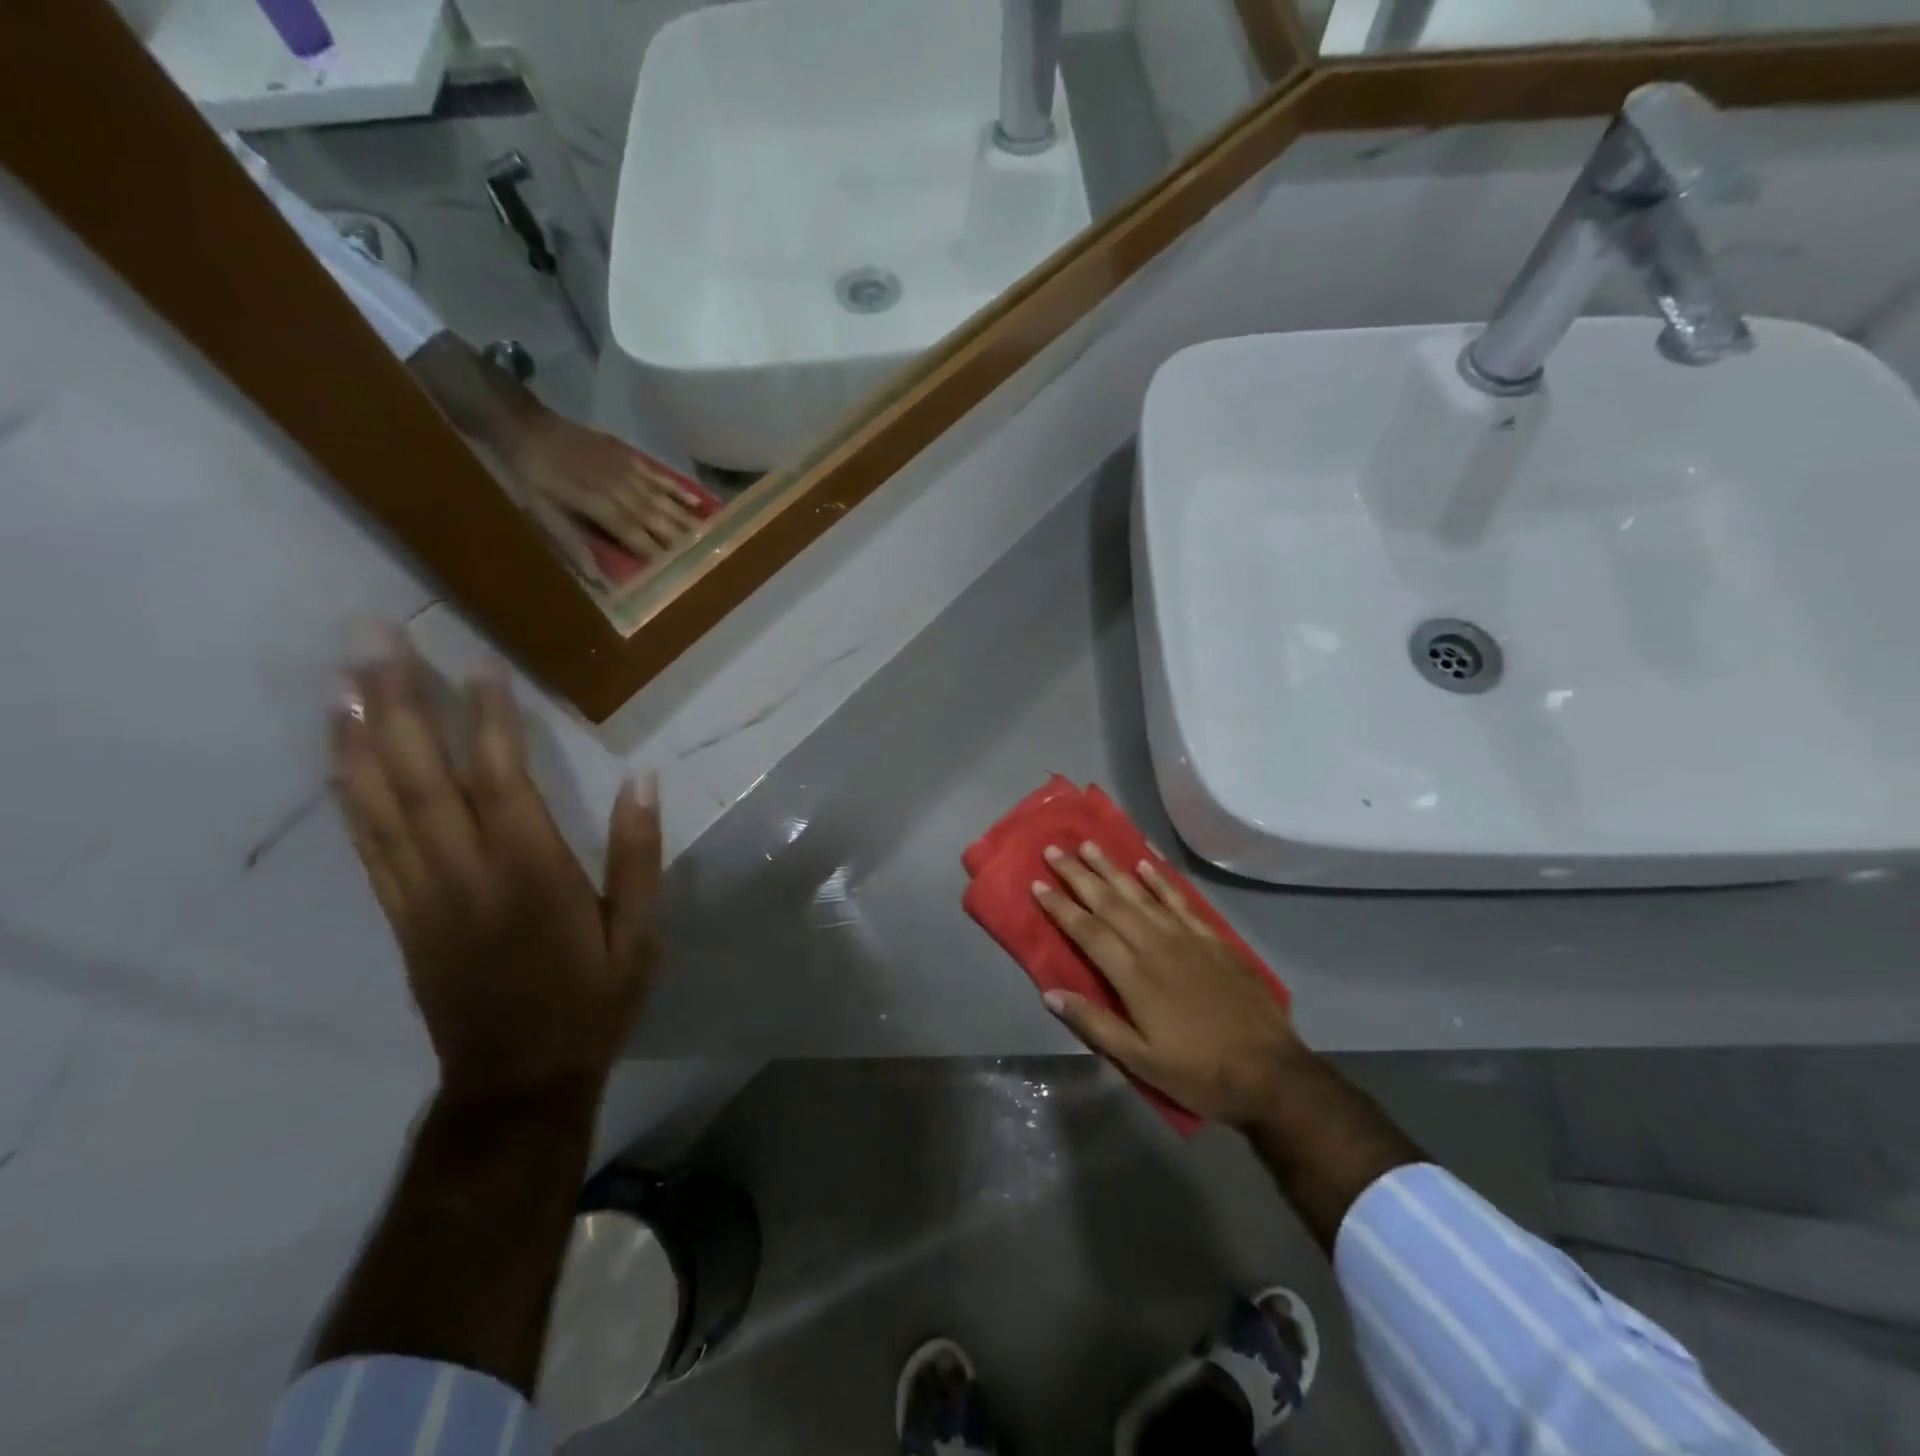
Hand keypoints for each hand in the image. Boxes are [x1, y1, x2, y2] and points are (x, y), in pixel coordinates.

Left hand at [331, 628, 662, 1105]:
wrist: (517, 1082)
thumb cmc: (592, 1002)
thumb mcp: (640, 935)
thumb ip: (638, 854)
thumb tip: (642, 778)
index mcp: (531, 875)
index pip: (501, 781)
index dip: (488, 719)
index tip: (479, 663)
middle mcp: (465, 874)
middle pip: (421, 777)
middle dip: (399, 702)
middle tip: (374, 637)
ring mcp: (421, 893)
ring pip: (380, 802)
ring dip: (359, 734)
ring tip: (342, 674)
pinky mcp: (400, 913)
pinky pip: (366, 842)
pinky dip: (346, 790)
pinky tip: (339, 751)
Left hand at [511, 412, 706, 560]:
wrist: (523, 424)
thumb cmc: (528, 474)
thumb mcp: (539, 511)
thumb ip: (571, 542)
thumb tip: (596, 577)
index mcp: (598, 506)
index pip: (635, 536)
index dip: (655, 554)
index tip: (677, 573)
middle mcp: (620, 490)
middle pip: (656, 519)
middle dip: (680, 540)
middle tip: (705, 558)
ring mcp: (627, 471)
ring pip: (662, 500)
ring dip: (685, 519)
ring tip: (708, 537)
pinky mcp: (628, 456)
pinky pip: (659, 475)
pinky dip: (678, 489)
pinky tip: (697, 501)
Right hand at [1033, 842, 1306, 1126]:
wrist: (1271, 1073)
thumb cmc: (1199, 1072)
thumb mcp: (1140, 1062)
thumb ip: (1095, 1024)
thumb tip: (1050, 993)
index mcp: (1134, 977)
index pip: (1088, 932)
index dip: (1060, 907)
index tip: (1037, 884)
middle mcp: (1156, 946)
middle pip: (1110, 903)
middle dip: (1079, 876)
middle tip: (1054, 850)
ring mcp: (1187, 939)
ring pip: (1141, 894)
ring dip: (1113, 868)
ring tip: (1090, 845)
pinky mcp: (1213, 940)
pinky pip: (1180, 901)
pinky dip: (1161, 880)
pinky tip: (1145, 864)